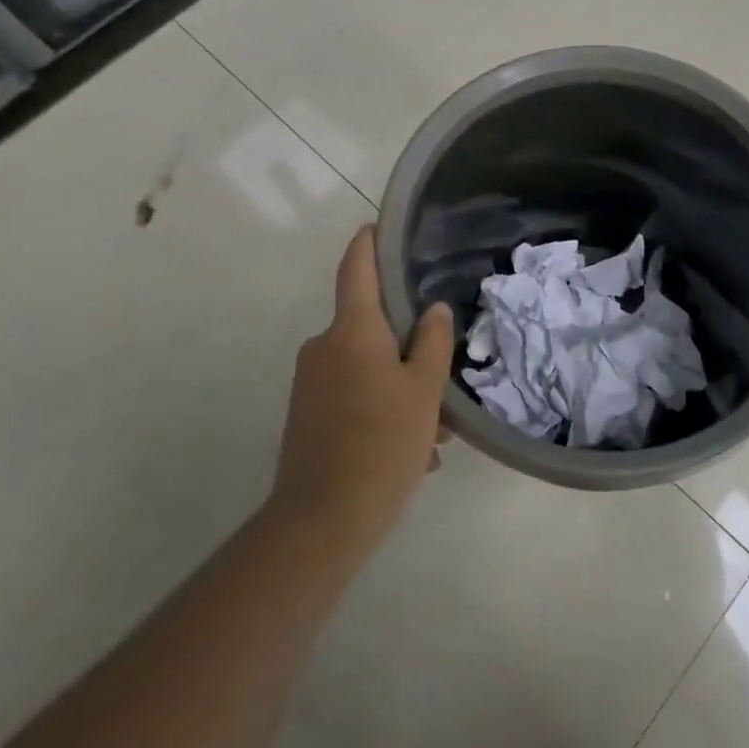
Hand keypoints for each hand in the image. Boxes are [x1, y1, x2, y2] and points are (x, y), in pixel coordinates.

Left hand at [272, 226, 453, 561]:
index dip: (368, 243)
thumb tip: (434, 311)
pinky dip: (381, 410)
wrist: (321, 522)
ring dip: (401, 389)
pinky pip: (352, 396)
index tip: (378, 225)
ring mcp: (310, 383)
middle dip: (409, 347)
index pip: (356, 270)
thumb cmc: (381, 443)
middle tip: (443, 379)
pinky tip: (410, 450)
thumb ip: (433, 343)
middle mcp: (323, 348)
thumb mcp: (424, 391)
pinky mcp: (306, 416)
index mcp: (351, 331)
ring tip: (434, 434)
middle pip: (371, 327)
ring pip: (367, 368)